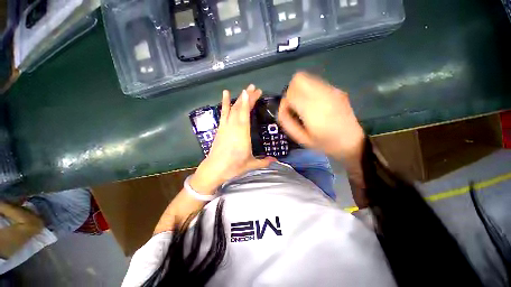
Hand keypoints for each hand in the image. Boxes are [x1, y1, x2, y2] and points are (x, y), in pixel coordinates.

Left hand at [190, 85, 275, 193]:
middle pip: (240, 108)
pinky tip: (226, 94)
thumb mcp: (251, 164)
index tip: (254, 92)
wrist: (214, 169)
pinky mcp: (220, 128)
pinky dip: (225, 103)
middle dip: (248, 97)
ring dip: (239, 98)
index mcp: (242, 134)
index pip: (246, 114)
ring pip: (233, 109)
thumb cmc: (233, 166)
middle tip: (255, 88)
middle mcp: (234, 127)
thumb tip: (276, 161)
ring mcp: (226, 126)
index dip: (249, 101)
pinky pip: (223, 113)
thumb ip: (264, 161)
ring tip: (245, 89)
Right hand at [278, 72, 364, 161]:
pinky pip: (316, 83)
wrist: (352, 142)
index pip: (291, 94)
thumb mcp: (301, 139)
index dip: (284, 102)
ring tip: (303, 105)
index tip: (287, 112)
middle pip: (299, 79)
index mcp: (313, 111)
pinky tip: (313, 104)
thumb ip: (287, 123)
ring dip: (300, 90)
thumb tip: (281, 109)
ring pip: (307, 78)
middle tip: (293, 106)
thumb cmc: (325, 143)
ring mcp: (331, 90)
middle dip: (291, 91)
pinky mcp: (336, 90)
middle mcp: (322, 95)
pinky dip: (309, 90)